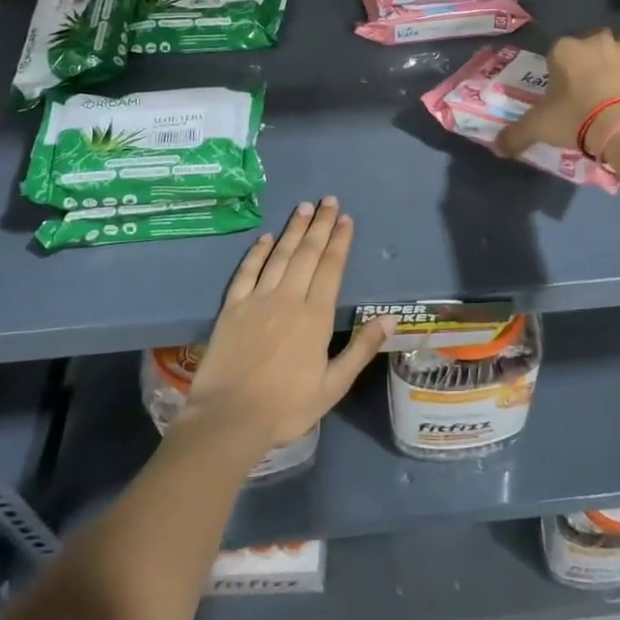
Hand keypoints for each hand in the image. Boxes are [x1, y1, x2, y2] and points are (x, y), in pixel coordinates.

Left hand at [176, 199, 391, 454]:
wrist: (228, 419)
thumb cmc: (286, 407)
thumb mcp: (333, 385)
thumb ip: (361, 349)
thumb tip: (390, 318)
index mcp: (316, 316)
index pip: (331, 268)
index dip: (340, 241)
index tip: (346, 218)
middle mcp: (288, 298)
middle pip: (307, 253)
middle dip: (320, 225)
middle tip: (328, 200)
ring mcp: (257, 300)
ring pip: (279, 255)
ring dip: (293, 230)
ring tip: (303, 207)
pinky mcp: (232, 308)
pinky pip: (246, 272)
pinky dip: (256, 252)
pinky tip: (264, 238)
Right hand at [496, 30, 619, 159]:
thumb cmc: (575, 119)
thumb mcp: (538, 128)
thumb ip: (515, 135)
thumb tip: (496, 147)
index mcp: (566, 50)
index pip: (559, 51)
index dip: (561, 69)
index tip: (563, 90)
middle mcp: (598, 42)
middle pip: (594, 42)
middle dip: (594, 57)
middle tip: (592, 86)